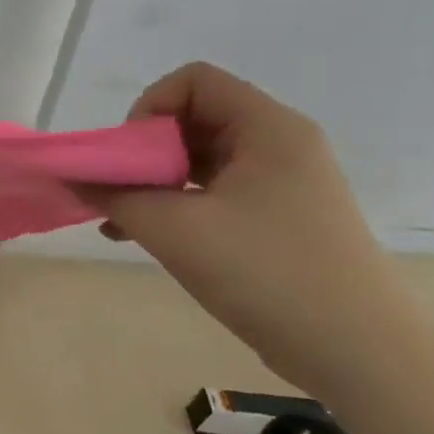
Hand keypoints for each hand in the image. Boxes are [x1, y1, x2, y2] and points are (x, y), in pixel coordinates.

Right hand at [83, 63, 425, 393]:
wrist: (358, 353)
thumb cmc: (266, 273)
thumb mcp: (176, 230)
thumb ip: (116, 197)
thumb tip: (75, 178)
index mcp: (267, 129)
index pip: (194, 81)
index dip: (149, 107)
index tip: (129, 157)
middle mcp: (279, 145)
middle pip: (195, 118)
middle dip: (145, 151)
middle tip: (119, 192)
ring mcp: (282, 184)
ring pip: (201, 160)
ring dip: (154, 183)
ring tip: (120, 221)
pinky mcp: (279, 219)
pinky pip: (215, 193)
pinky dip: (176, 206)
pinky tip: (141, 237)